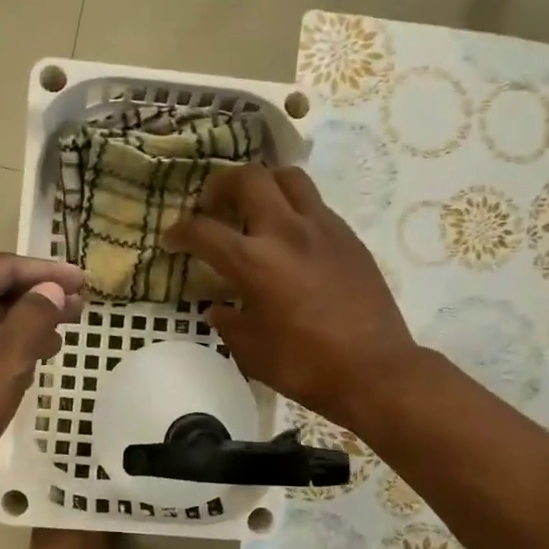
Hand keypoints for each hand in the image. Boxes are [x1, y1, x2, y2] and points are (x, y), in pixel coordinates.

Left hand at [0, 253, 83, 529]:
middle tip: (78, 309)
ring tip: (59, 336)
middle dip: (35, 299)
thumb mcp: (3, 360)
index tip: (83, 281)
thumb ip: (33, 318)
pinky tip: (22, 365)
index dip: (47, 273)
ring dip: (19, 327)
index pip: (3, 267)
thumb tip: (50, 290)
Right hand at [163, 166, 415, 428]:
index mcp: (254, 262)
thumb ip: (229, 322)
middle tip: (212, 205)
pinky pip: (315, 204)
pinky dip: (293, 208)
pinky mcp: (348, 236)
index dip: (179, 231)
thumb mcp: (251, 351)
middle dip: (220, 185)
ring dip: (263, 184)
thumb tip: (221, 308)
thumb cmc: (306, 365)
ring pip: (288, 178)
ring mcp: (322, 228)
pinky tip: (291, 236)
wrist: (375, 371)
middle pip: (248, 178)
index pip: (203, 230)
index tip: (172, 239)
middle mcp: (286, 232)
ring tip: (254, 206)